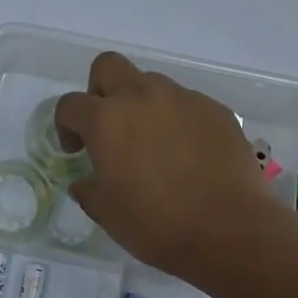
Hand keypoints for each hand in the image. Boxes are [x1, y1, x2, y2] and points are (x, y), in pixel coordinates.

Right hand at [55, 53, 270, 281]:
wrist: (232, 231)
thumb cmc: (159, 225)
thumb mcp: (109, 215)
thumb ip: (90, 191)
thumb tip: (84, 183)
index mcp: (106, 120)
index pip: (70, 104)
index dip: (66, 125)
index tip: (76, 150)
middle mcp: (141, 97)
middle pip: (108, 66)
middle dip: (100, 89)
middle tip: (109, 125)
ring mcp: (182, 99)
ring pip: (151, 83)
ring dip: (143, 104)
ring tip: (154, 142)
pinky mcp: (215, 109)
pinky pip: (187, 103)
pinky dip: (179, 119)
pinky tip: (189, 153)